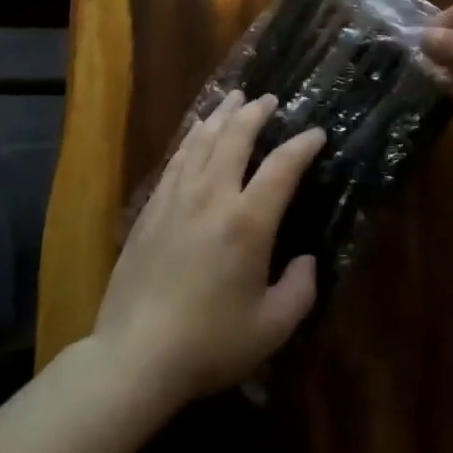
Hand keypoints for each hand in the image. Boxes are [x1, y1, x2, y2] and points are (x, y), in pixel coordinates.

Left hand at [90, 91, 324, 411]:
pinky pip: (178, 157)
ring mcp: (178, 196)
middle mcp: (212, 195)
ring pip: (203, 139)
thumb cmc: (209, 343)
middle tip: (270, 100)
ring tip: (235, 98)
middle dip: (256, 112)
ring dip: (223, 114)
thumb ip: (299, 291)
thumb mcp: (271, 329)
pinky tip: (197, 130)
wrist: (136, 354)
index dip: (302, 145)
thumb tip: (306, 260)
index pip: (281, 167)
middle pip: (236, 136)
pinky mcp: (153, 206)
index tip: (316, 133)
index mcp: (247, 222)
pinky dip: (192, 136)